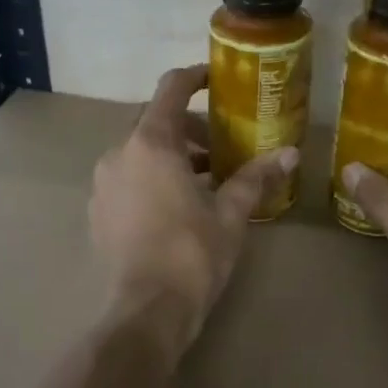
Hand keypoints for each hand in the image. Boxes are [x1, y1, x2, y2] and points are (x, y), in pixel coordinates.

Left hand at [91, 65, 297, 354]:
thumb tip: (289, 154)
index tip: (215, 80)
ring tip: (204, 181)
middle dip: (189, 128)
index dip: (194, 77)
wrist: (146, 310)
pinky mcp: (98, 212)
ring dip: (171, 156)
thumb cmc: (192, 255)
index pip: (171, 89)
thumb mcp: (230, 214)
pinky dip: (151, 179)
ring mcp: (103, 184)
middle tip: (221, 147)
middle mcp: (119, 154)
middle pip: (155, 122)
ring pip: (139, 153)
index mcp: (151, 144)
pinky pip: (127, 179)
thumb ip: (255, 178)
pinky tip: (175, 206)